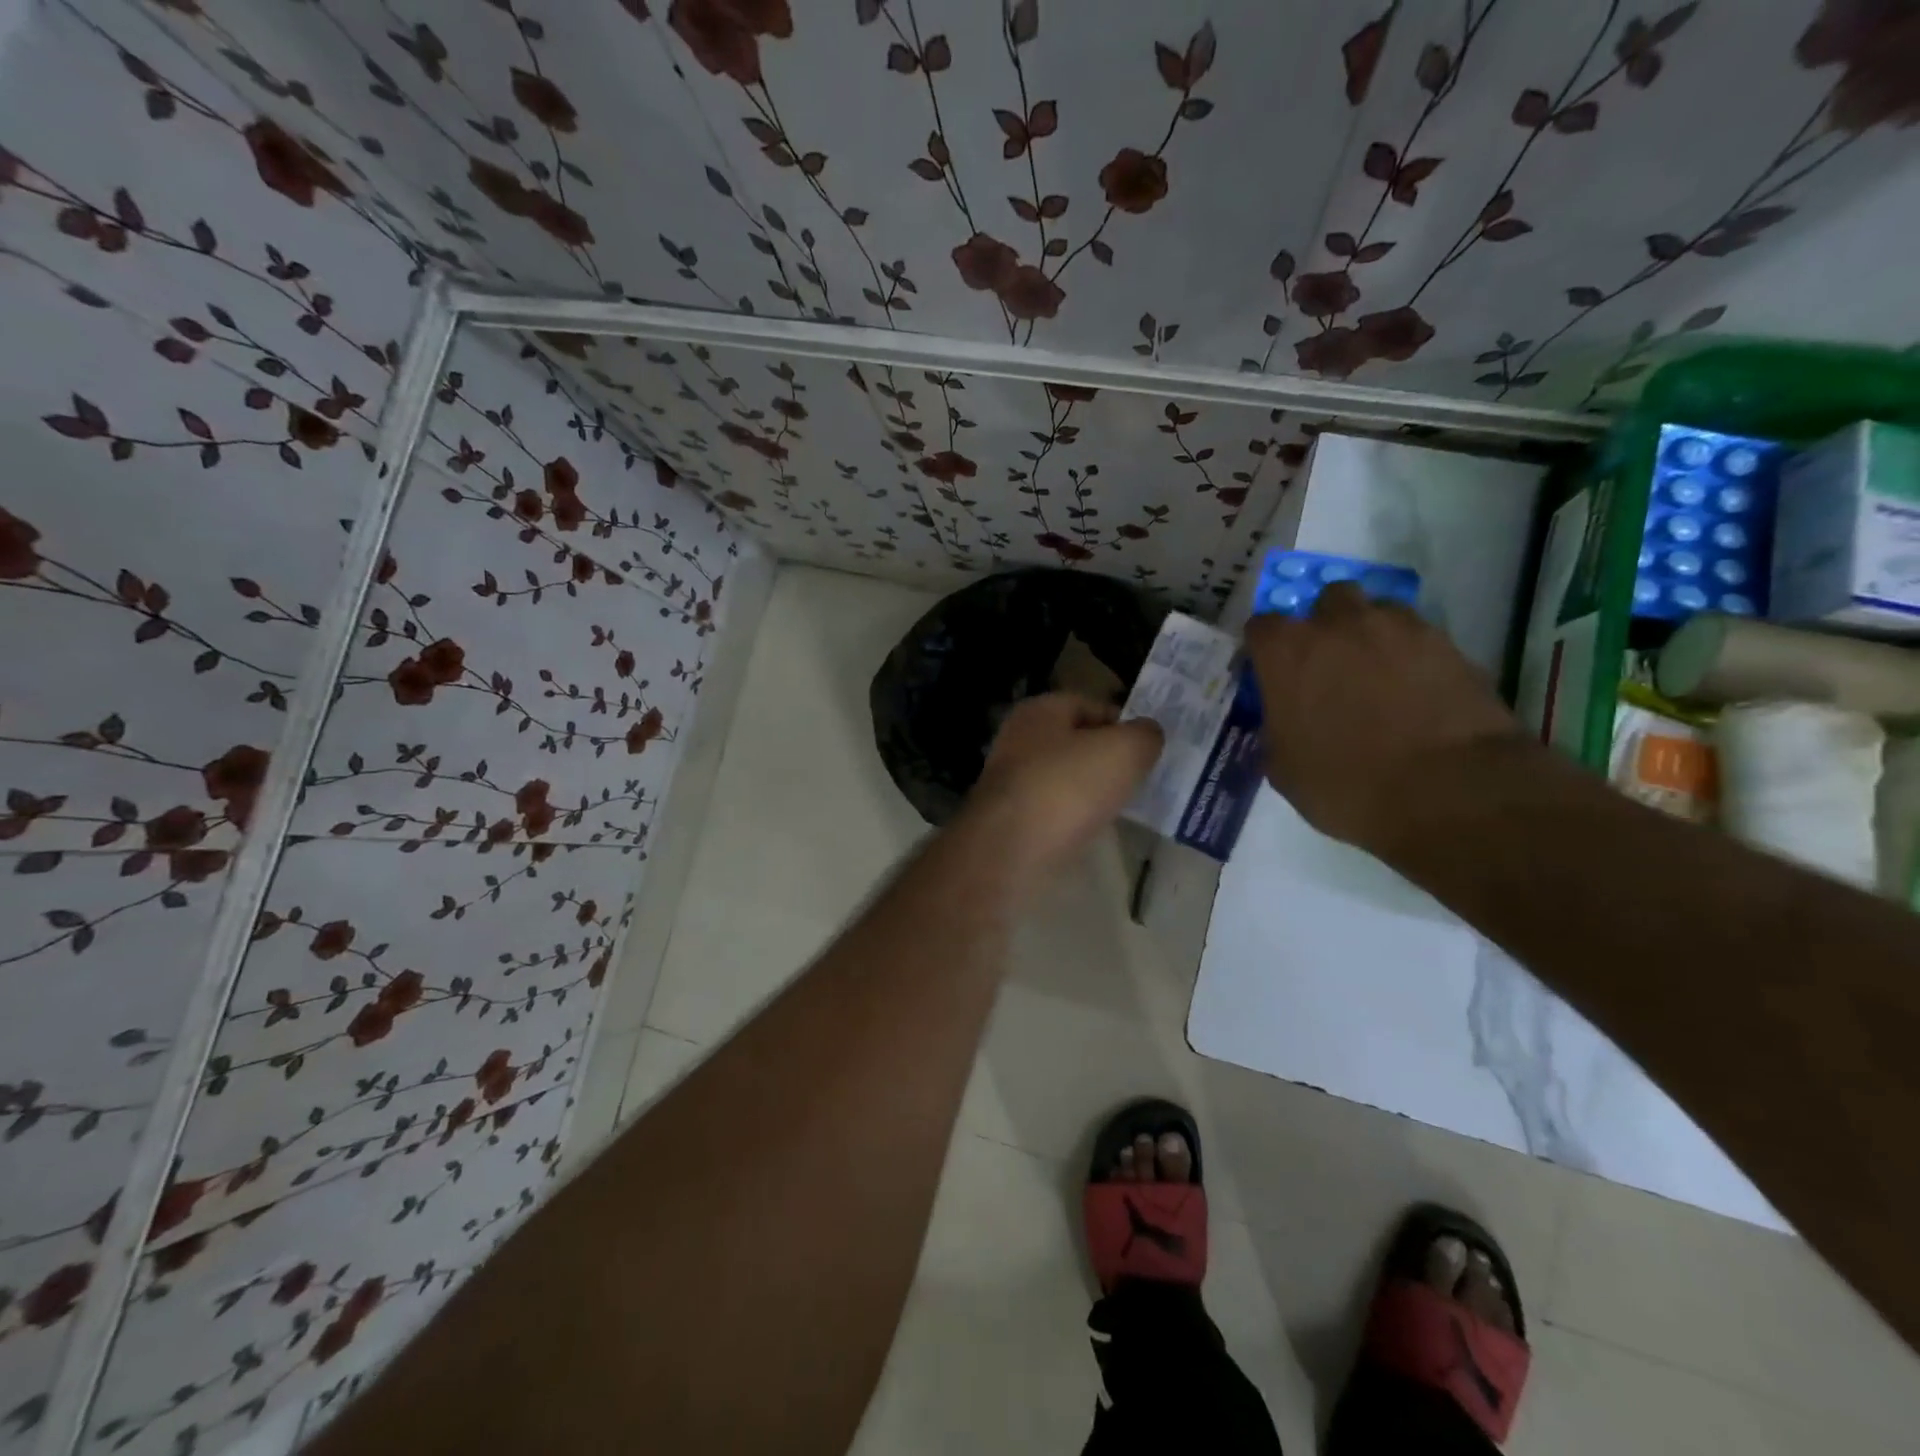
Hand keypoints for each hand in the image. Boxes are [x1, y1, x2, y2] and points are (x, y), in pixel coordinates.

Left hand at [962, 693, 1162, 878]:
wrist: (1010, 852)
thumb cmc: (1067, 787)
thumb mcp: (1124, 750)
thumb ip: (1144, 735)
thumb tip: (1147, 735)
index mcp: (1039, 710)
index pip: (1091, 705)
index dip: (1124, 722)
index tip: (1150, 749)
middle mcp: (1019, 740)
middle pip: (1077, 743)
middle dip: (1109, 759)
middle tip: (1142, 778)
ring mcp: (1012, 782)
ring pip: (1066, 779)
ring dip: (1093, 791)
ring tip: (1124, 806)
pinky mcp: (1011, 821)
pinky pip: (1055, 811)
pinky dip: (1075, 818)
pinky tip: (1094, 830)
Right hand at [1243, 583, 1525, 852]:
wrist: (1448, 791)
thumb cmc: (1346, 785)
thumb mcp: (1284, 768)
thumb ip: (1277, 729)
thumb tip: (1285, 720)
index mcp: (1287, 652)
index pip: (1261, 627)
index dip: (1265, 651)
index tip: (1271, 675)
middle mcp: (1338, 625)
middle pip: (1326, 601)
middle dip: (1325, 625)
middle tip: (1329, 666)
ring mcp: (1398, 628)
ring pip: (1377, 610)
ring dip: (1371, 634)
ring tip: (1377, 674)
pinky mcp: (1448, 644)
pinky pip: (1419, 636)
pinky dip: (1411, 655)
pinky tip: (1415, 690)